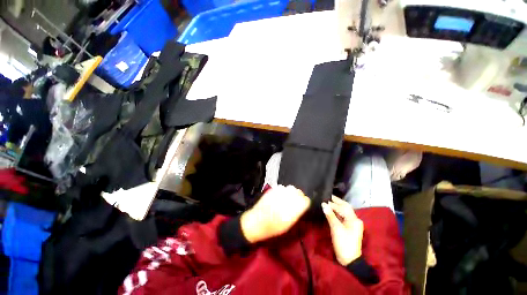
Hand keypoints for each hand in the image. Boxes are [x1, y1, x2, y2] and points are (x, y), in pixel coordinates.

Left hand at [240, 185, 310, 242]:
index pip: (305, 200)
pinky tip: (280, 197)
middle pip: (298, 192)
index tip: (303, 204)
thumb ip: (297, 213)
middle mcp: (286, 200)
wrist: (256, 222)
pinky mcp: (272, 190)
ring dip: (291, 192)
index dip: (305, 202)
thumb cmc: (272, 228)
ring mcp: (278, 193)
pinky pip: (282, 187)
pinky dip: (283, 191)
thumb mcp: (288, 224)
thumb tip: (302, 205)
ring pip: (291, 188)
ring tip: (287, 198)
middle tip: (296, 201)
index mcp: (292, 211)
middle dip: (299, 196)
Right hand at [322, 196, 363, 265]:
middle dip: (336, 201)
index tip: (323, 199)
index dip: (332, 204)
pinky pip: (343, 216)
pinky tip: (331, 210)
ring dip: (336, 206)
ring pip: (344, 211)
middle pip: (345, 207)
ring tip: (327, 201)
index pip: (342, 207)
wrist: (349, 260)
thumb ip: (330, 215)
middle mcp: (355, 219)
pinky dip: (337, 212)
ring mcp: (353, 223)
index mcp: (354, 219)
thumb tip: (323, 204)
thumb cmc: (343, 243)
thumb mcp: (336, 228)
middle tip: (327, 196)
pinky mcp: (350, 227)